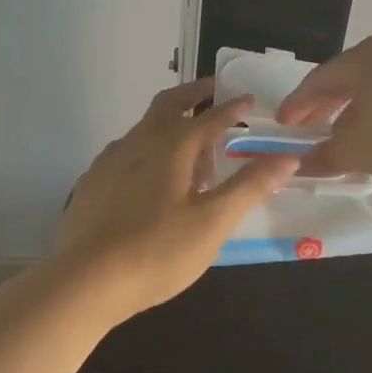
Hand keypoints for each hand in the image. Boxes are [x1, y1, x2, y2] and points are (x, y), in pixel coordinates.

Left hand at [53, 79, 297, 320]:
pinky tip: (153, 179)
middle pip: (169, 104)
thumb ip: (250, 186)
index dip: (232, 108)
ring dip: (172, 125)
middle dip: (194, 93)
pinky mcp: (93, 182)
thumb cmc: (157, 251)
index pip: (210, 117)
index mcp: (171, 146)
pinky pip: (128, 152)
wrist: (83, 282)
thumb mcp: (213, 223)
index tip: (249, 100)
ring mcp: (111, 161)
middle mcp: (139, 142)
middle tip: (213, 90)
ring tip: (191, 150)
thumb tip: (288, 157)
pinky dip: (149, 149)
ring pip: (146, 128)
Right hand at [276, 36, 371, 187]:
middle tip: (307, 130)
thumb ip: (324, 156)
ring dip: (354, 111)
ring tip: (344, 137)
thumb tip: (298, 162)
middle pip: (345, 79)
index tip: (282, 126)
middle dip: (324, 107)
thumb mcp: (359, 152)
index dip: (296, 106)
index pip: (316, 80)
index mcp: (363, 58)